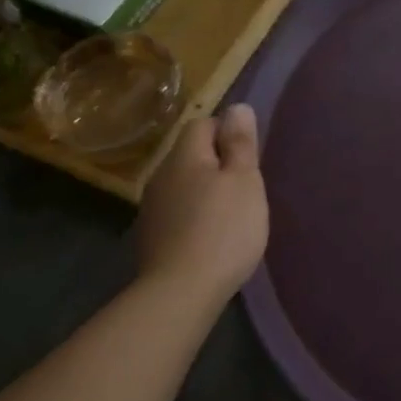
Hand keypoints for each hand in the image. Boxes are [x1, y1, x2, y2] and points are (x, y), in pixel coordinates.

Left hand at [134, 104, 268, 302]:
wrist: (180, 293)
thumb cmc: (223, 228)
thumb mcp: (245, 180)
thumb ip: (240, 143)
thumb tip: (236, 107)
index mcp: (184, 157)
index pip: (202, 124)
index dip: (227, 132)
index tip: (248, 157)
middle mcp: (161, 176)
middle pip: (191, 154)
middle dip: (218, 163)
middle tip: (246, 185)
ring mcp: (152, 209)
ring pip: (184, 184)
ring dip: (205, 190)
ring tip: (232, 212)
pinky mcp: (152, 238)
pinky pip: (178, 211)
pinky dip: (195, 215)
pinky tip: (211, 236)